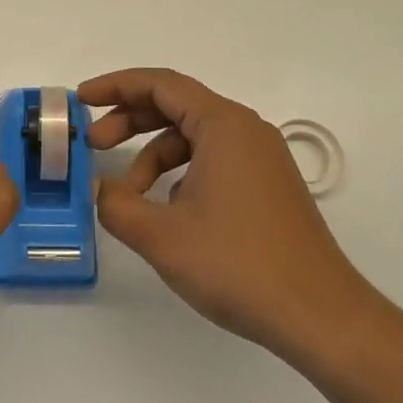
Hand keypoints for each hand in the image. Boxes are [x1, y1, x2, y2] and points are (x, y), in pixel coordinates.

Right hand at [82, 67, 374, 365]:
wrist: (321, 318)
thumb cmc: (238, 264)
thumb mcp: (161, 236)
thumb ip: (116, 205)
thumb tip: (99, 189)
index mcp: (223, 125)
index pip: (160, 84)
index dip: (115, 86)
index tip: (81, 100)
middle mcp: (245, 131)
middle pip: (175, 106)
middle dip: (129, 121)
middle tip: (93, 146)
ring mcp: (261, 159)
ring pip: (192, 138)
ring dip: (152, 156)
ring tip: (129, 195)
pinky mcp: (268, 187)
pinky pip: (212, 161)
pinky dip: (179, 173)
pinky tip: (166, 211)